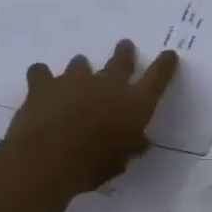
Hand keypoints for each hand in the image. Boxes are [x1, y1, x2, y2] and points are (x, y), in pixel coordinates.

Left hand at [0, 40, 179, 198]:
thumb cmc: (92, 166)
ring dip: (82, 68)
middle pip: (122, 60)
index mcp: (135, 103)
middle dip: (125, 53)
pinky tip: (41, 82)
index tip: (169, 55)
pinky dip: (42, 76)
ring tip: (79, 74)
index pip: (158, 76)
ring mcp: (75, 80)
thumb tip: (140, 142)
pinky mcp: (44, 84)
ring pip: (81, 63)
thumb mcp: (120, 162)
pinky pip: (42, 72)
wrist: (46, 160)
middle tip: (125, 46)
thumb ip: (131, 147)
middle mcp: (109, 84)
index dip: (165, 64)